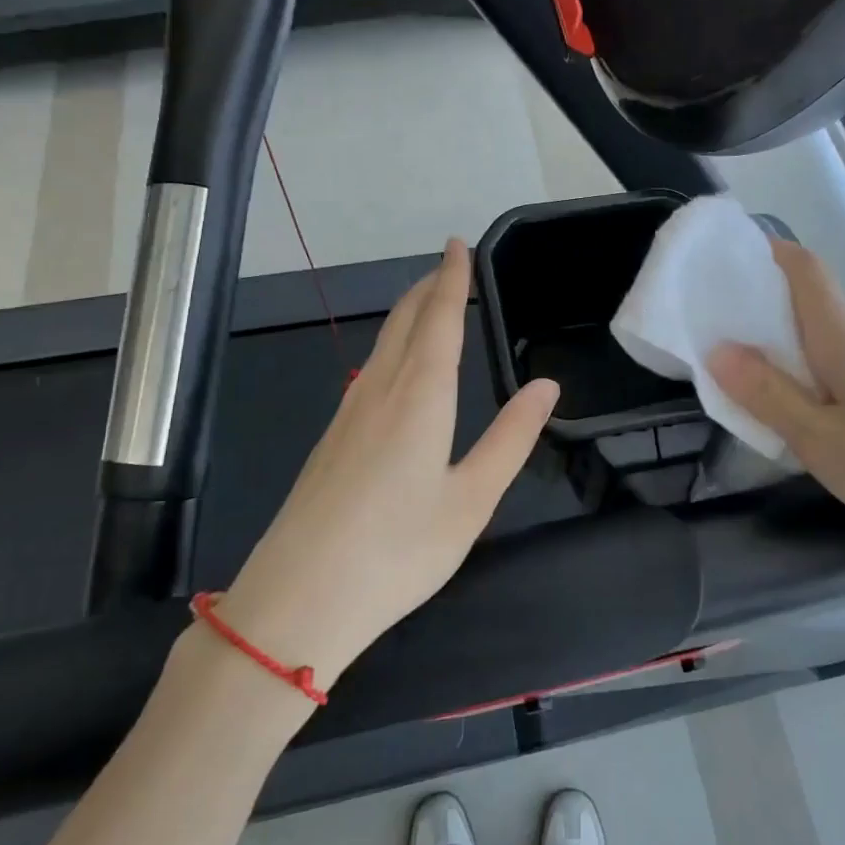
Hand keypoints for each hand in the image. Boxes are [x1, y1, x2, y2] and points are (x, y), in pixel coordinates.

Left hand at [216, 239, 558, 677]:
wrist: (298, 600)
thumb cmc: (398, 551)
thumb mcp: (472, 500)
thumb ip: (511, 438)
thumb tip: (546, 386)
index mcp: (419, 398)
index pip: (438, 320)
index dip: (451, 279)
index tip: (457, 244)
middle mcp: (379, 391)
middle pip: (404, 322)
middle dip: (427, 287)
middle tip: (448, 265)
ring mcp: (347, 414)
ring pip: (382, 344)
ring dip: (407, 313)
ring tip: (428, 302)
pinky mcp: (330, 438)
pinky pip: (368, 369)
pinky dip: (391, 345)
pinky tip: (394, 364)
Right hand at [707, 239, 844, 537]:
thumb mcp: (820, 439)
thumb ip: (768, 394)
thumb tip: (718, 350)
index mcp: (843, 338)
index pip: (806, 270)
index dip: (769, 251)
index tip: (731, 255)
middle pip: (812, 303)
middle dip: (765, 305)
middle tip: (721, 328)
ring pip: (828, 337)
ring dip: (789, 343)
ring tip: (753, 374)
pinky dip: (814, 368)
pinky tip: (808, 409)